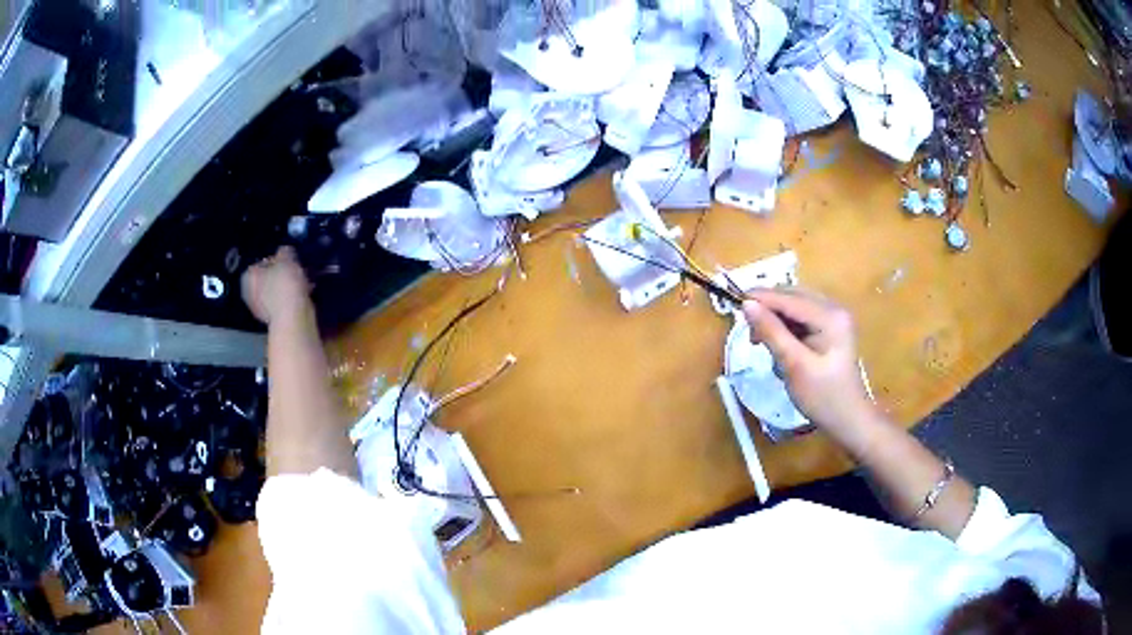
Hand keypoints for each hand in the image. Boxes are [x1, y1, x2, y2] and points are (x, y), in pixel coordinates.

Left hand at [241, 247, 311, 324]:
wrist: (292, 318)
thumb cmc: (285, 284)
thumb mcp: (286, 258)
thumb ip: (284, 251)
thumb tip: (284, 251)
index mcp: (248, 276)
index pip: (262, 261)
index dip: (277, 259)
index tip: (290, 260)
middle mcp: (249, 292)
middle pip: (267, 277)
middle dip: (281, 274)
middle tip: (296, 271)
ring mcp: (259, 308)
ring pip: (275, 291)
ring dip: (287, 286)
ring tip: (303, 282)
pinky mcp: (271, 319)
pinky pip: (281, 303)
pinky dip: (290, 298)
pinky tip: (302, 295)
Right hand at [742, 289, 874, 433]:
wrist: (848, 420)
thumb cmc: (823, 397)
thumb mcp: (794, 366)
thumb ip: (771, 332)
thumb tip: (747, 304)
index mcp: (830, 316)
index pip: (789, 298)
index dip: (761, 298)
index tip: (733, 303)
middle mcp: (834, 309)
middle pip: (792, 296)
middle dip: (769, 309)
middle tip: (750, 334)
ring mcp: (834, 318)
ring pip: (795, 306)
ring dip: (776, 319)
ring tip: (762, 342)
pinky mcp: (830, 328)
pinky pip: (801, 318)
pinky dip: (786, 328)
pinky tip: (779, 345)